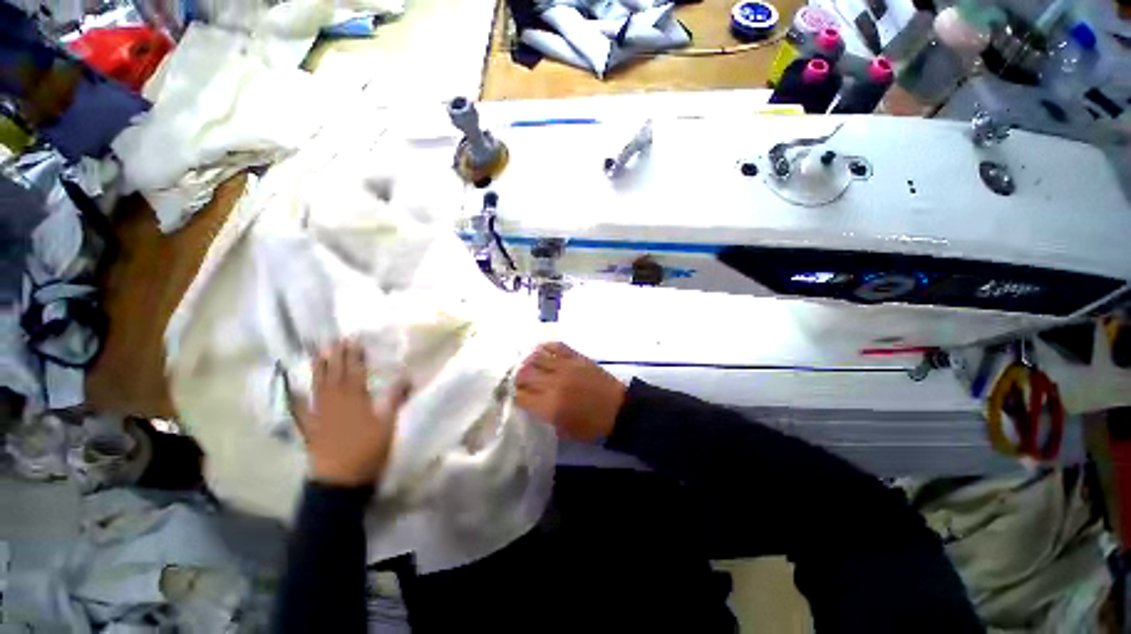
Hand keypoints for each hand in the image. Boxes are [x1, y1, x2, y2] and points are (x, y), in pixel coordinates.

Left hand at [293, 340, 409, 486]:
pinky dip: (297, 397)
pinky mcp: (311, 427)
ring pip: (319, 386)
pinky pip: (302, 408)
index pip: (355, 372)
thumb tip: (405, 376)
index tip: (354, 340)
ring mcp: (320, 414)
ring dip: (319, 369)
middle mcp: (335, 402)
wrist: (340, 481)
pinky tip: (294, 389)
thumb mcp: (388, 424)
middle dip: (336, 356)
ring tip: (318, 354)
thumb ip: (394, 399)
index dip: (355, 355)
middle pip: (335, 375)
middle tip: (334, 340)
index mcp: (355, 400)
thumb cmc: (368, 451)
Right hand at [515, 342, 625, 442]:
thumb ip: (543, 417)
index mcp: (550, 406)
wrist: (619, 409)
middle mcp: (554, 383)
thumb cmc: (591, 426)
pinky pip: (555, 346)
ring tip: (526, 365)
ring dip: (527, 361)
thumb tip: (529, 403)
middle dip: (516, 378)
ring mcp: (565, 366)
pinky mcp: (576, 357)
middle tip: (516, 381)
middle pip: (523, 374)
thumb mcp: (563, 431)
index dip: (512, 396)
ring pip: (536, 356)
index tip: (512, 395)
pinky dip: (544, 347)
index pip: (520, 396)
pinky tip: (540, 352)